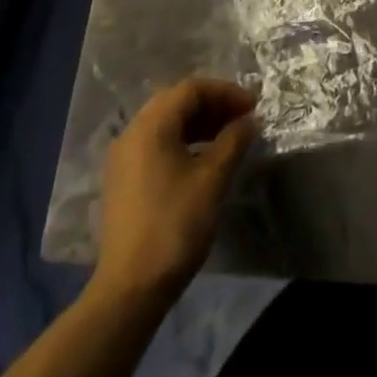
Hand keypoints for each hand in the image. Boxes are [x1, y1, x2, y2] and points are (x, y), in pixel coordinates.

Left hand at [94, 79, 257, 305]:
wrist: (130, 287)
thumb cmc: (175, 224)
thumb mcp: (213, 179)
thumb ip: (233, 141)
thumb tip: (249, 121)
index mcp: (151, 125)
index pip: (192, 89)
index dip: (226, 92)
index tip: (252, 107)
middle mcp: (132, 132)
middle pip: (176, 102)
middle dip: (213, 105)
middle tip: (242, 119)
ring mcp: (124, 157)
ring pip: (166, 123)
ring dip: (199, 123)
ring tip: (228, 138)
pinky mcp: (123, 180)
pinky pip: (157, 144)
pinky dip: (183, 141)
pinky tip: (204, 160)